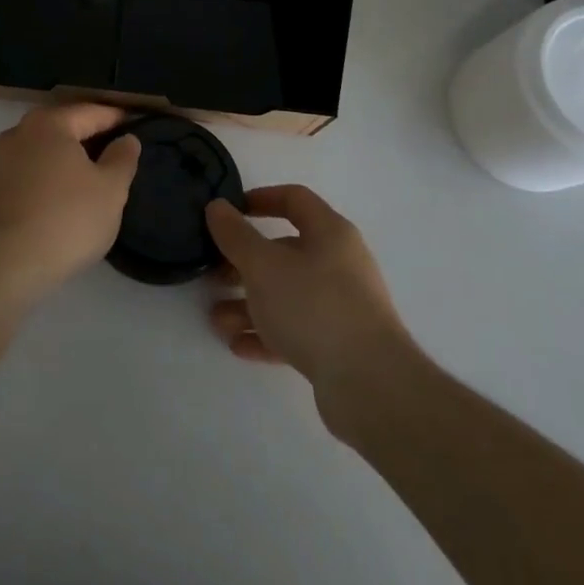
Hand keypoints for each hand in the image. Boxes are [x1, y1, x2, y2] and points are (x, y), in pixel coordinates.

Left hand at [0, 105, 141, 306]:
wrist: (3, 266)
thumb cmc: (65, 220)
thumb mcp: (111, 190)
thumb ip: (123, 158)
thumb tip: (126, 138)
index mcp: (50, 122)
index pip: (92, 112)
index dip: (118, 119)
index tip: (139, 126)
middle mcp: (21, 131)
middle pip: (66, 127)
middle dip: (93, 137)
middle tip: (121, 153)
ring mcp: (1, 159)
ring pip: (46, 149)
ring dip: (70, 158)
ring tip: (96, 177)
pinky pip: (31, 170)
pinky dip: (51, 176)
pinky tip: (65, 196)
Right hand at [205, 186, 420, 427]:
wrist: (370, 385)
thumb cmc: (313, 306)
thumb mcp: (263, 265)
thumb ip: (235, 235)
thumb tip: (217, 206)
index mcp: (330, 233)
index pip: (294, 199)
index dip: (260, 199)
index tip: (230, 211)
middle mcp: (339, 264)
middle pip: (285, 252)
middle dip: (244, 263)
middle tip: (213, 274)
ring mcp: (341, 307)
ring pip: (286, 295)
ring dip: (249, 305)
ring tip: (217, 321)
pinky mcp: (339, 346)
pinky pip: (295, 331)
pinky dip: (267, 334)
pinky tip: (238, 346)